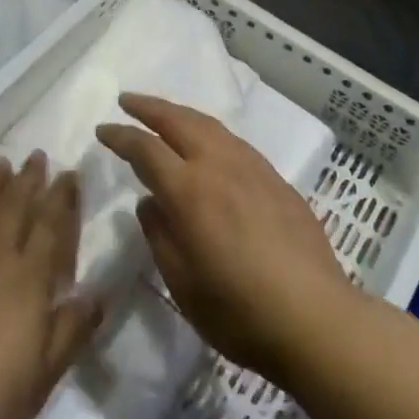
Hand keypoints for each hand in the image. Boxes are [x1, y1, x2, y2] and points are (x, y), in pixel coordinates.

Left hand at [0, 154, 103, 418]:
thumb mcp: (43, 376)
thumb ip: (72, 330)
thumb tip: (97, 293)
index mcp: (26, 281)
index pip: (50, 227)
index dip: (61, 198)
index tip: (69, 174)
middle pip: (12, 207)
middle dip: (28, 179)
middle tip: (36, 156)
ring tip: (0, 165)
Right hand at [97, 93, 352, 388]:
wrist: (315, 317)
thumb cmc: (238, 310)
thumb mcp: (181, 282)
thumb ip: (159, 235)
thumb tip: (149, 202)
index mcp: (189, 190)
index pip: (146, 148)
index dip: (121, 136)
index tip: (102, 129)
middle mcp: (219, 166)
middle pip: (179, 121)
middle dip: (149, 107)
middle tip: (127, 101)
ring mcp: (253, 169)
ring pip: (210, 125)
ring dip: (181, 114)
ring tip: (165, 114)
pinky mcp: (276, 180)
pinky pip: (234, 142)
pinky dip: (210, 132)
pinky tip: (210, 144)